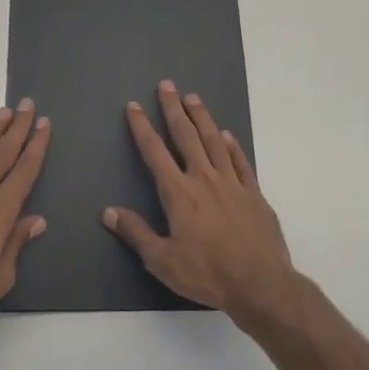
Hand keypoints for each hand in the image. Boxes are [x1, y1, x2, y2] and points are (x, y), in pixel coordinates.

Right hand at [105, 81, 294, 322]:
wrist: (260, 284)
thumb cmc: (207, 274)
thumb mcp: (162, 260)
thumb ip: (136, 233)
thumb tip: (108, 212)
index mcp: (179, 193)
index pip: (155, 152)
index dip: (143, 128)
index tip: (134, 107)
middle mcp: (204, 179)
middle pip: (186, 136)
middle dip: (173, 109)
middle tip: (167, 85)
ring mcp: (232, 183)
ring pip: (214, 141)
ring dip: (202, 117)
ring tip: (193, 98)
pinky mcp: (254, 193)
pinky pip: (240, 161)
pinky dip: (232, 145)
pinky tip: (226, 135)